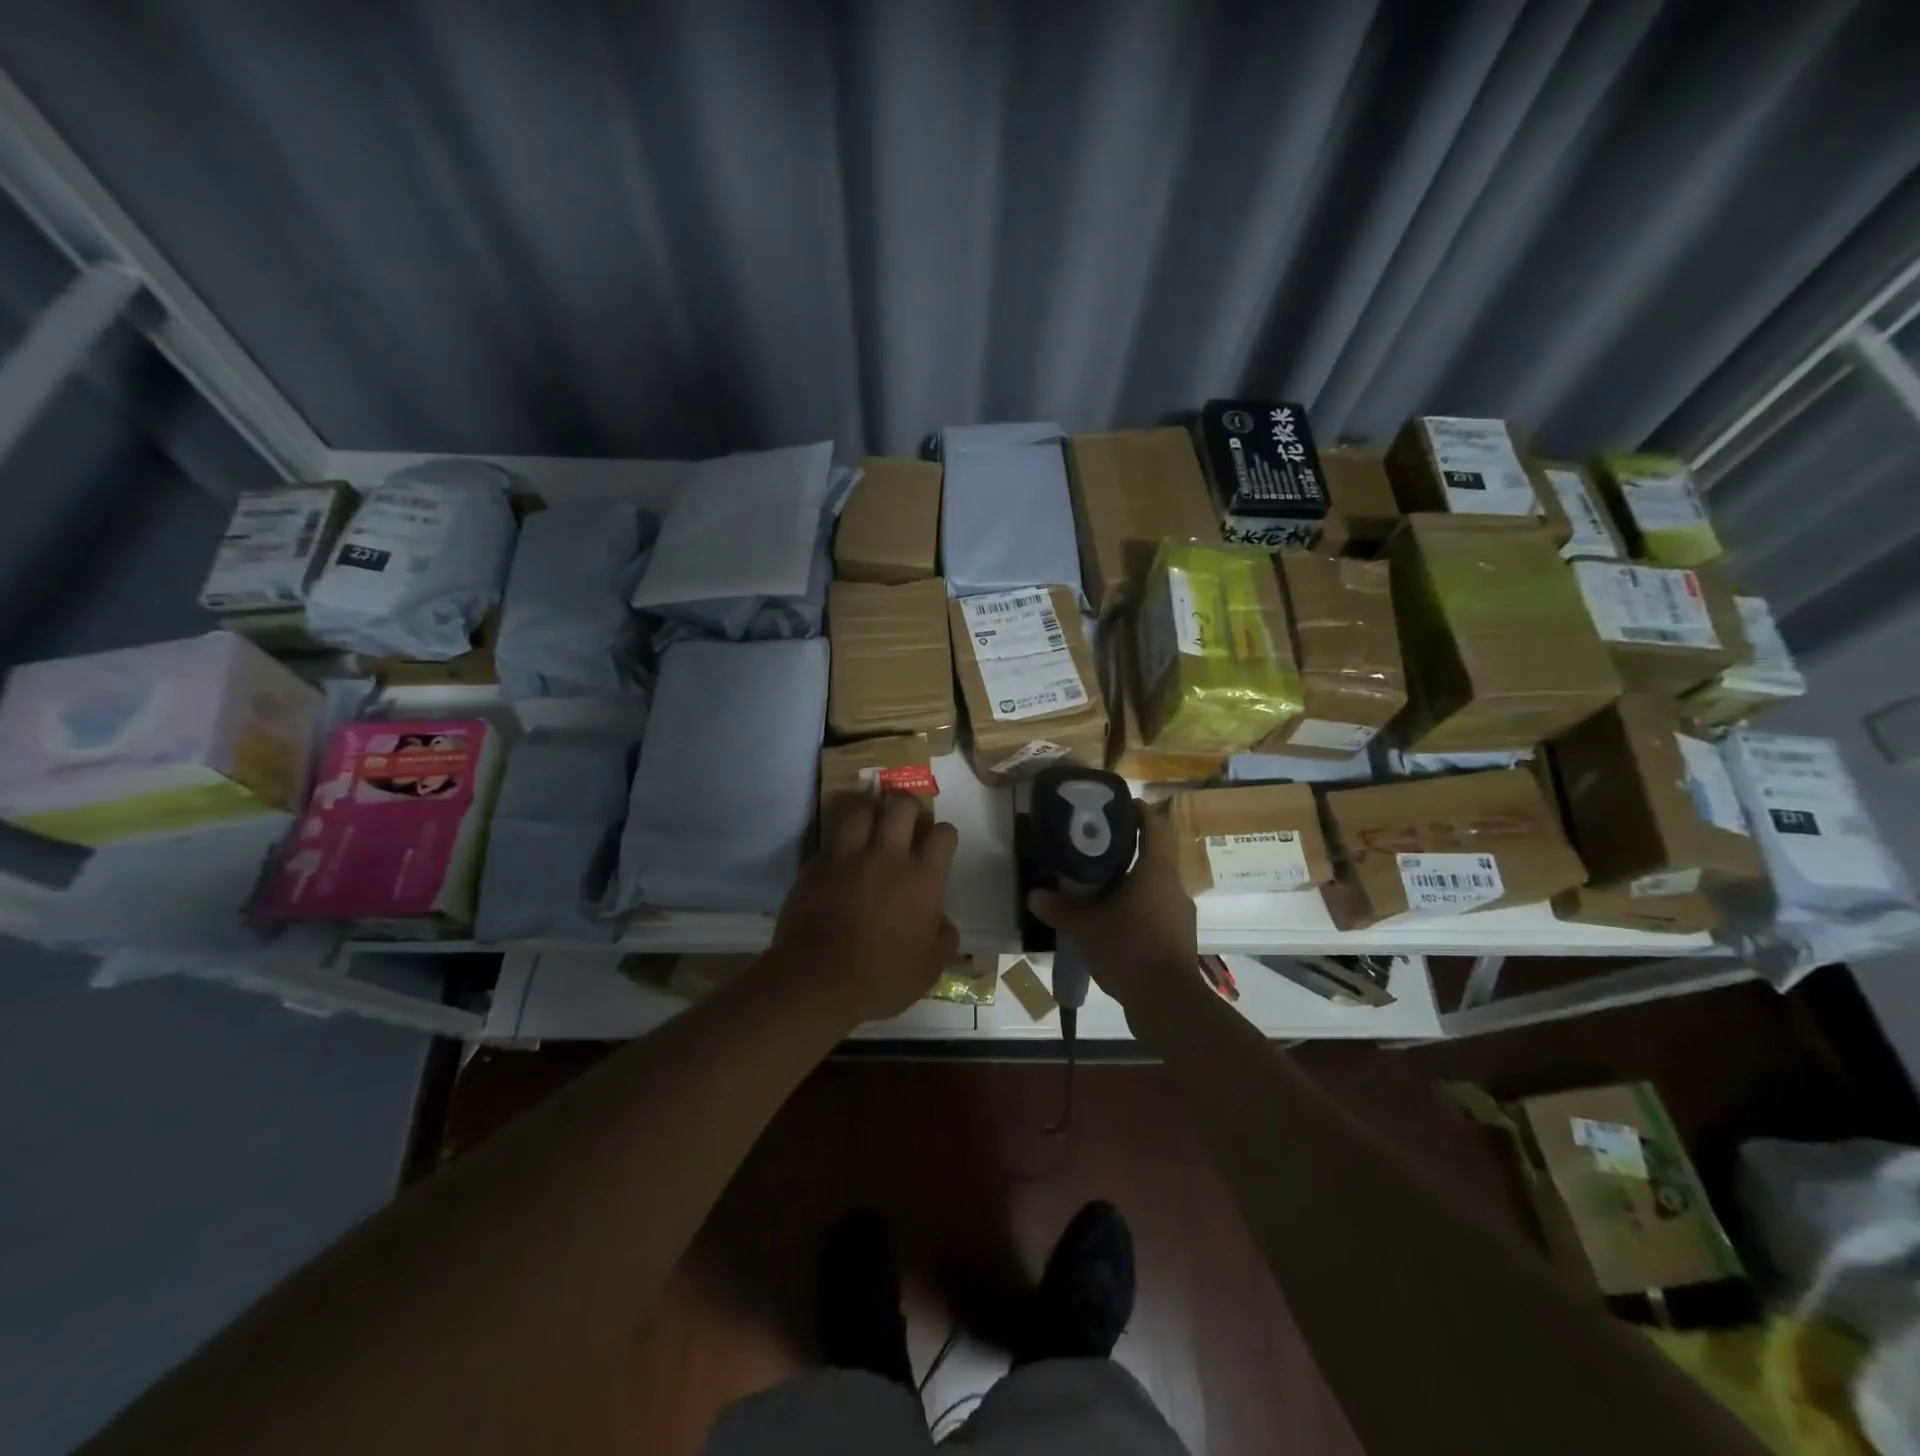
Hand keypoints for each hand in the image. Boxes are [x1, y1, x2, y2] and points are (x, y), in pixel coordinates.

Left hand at [772, 793, 959, 1024]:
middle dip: (906, 806)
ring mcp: (847, 857)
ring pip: (860, 810)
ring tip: (870, 822)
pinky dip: (838, 843)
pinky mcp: (815, 866)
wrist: (818, 982)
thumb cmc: (882, 978)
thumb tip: (944, 922)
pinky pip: (830, 841)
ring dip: (868, 812)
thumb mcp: (929, 968)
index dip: (944, 835)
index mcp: (922, 878)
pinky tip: (839, 856)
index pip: (943, 834)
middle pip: (900, 806)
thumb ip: (943, 938)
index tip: (939, 845)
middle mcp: (887, 857)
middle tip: (905, 821)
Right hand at [1027, 801, 1196, 1008]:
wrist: (1168, 1005)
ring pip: (1154, 888)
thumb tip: (1035, 895)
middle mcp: (1174, 888)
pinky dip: (1136, 913)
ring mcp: (1180, 917)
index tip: (1117, 807)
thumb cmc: (1129, 950)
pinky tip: (1112, 927)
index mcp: (1156, 872)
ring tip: (1099, 891)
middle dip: (1127, 851)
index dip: (1139, 811)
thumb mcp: (1085, 928)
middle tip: (1094, 851)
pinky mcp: (1179, 942)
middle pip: (1155, 857)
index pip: (1156, 826)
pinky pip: (1156, 915)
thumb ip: (1060, 909)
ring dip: (1131, 885)